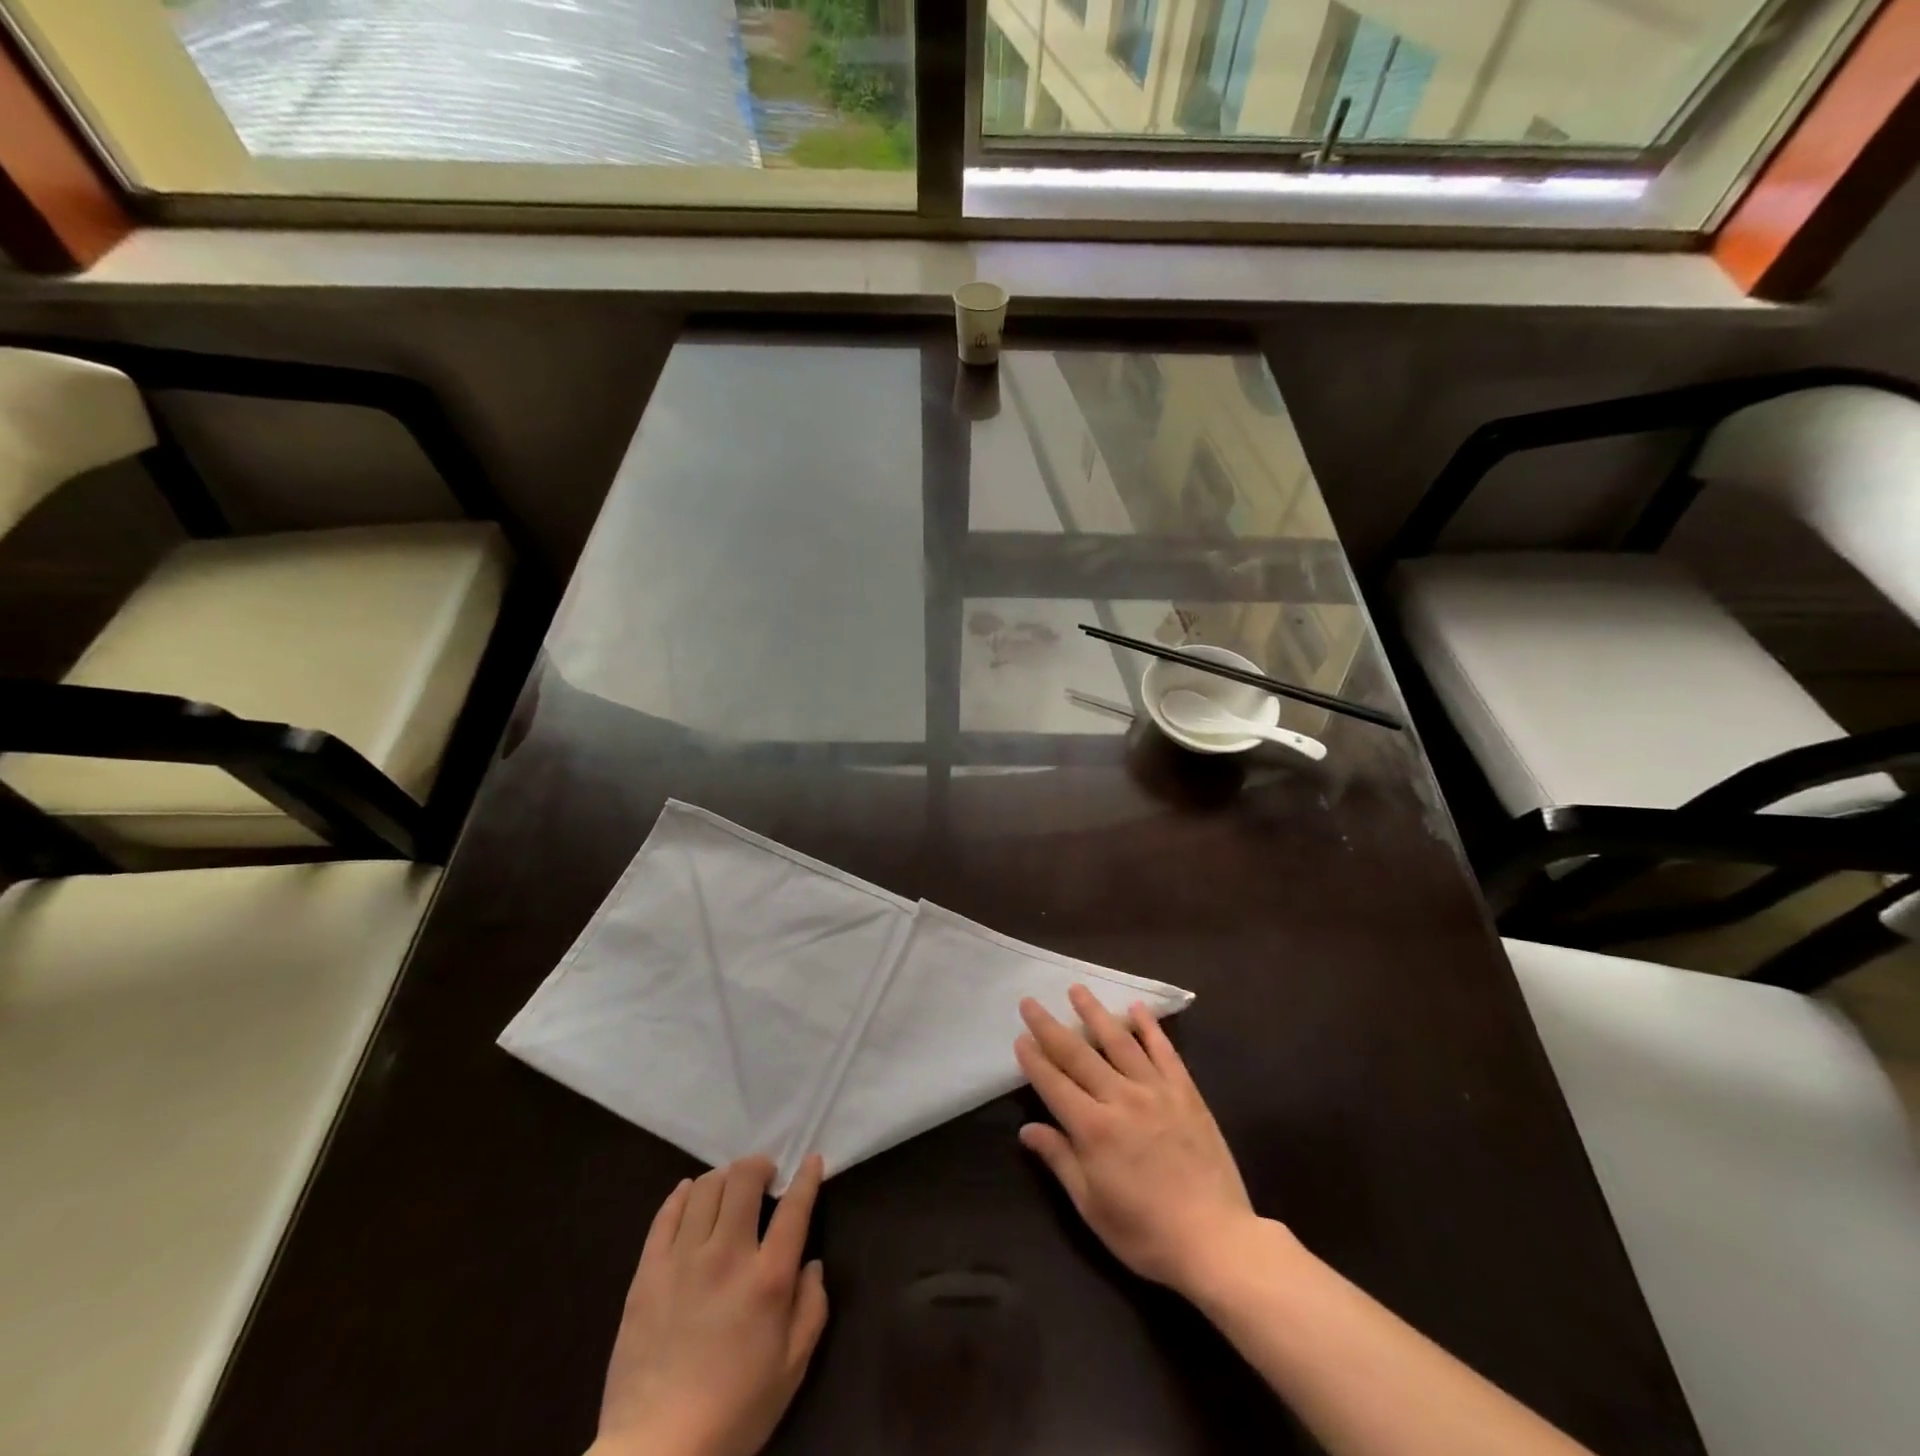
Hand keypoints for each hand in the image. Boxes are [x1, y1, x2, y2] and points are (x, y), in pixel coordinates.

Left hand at [589, 1155, 828, 1455]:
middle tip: (766, 1175)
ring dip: (724, 1177)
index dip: (806, 1177)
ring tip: (730, 1187)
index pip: (794, 1207)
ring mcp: (683, 1260)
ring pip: (706, 1188)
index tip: (811, 1161)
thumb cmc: (733, 1414)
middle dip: (760, 1166)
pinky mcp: (648, 1272)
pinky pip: (666, 1215)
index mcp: (767, 1279)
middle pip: (744, 1180)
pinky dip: (683, 1195)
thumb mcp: (791, 1370)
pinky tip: (691, 1193)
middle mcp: (727, 1255)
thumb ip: (812, 1310)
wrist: (655, 1454)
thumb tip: (813, 1264)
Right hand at [1016, 987, 1260, 1298]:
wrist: (1217, 1240)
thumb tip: (1027, 1130)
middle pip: (1078, 1054)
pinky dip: (1149, 1027)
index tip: (1019, 1037)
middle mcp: (1120, 1098)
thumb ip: (1060, 1160)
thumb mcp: (1092, 1206)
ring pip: (1119, 1041)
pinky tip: (1137, 1008)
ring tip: (1077, 989)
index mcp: (1093, 1128)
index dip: (1034, 1060)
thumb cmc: (1146, 1233)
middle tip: (1031, 1001)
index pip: (1054, 1084)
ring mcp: (1155, 1091)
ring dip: (1095, 1012)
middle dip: (1050, 1027)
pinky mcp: (1185, 1092)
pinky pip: (1164, 1051)